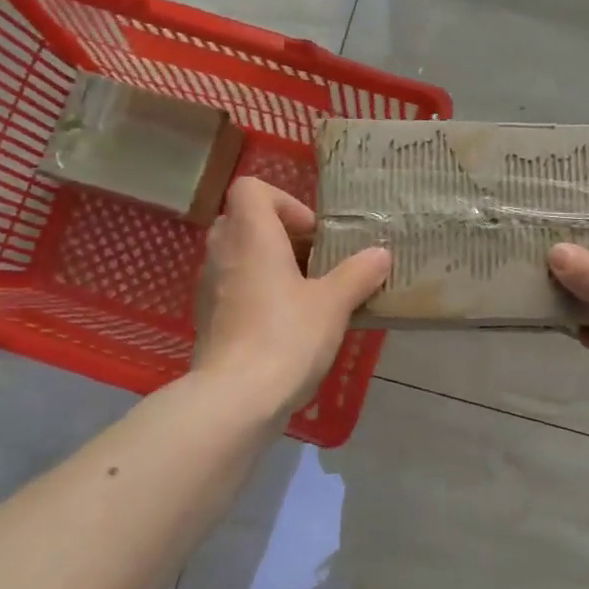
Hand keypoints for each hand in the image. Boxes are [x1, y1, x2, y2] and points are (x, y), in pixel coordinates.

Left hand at [193, 177, 391, 420]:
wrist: (235, 399)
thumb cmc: (286, 336)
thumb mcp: (333, 304)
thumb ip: (358, 274)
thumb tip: (380, 254)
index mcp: (251, 236)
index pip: (250, 188)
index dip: (283, 201)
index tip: (311, 232)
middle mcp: (222, 253)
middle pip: (243, 220)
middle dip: (279, 234)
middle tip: (313, 260)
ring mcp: (209, 287)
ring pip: (237, 256)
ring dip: (268, 264)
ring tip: (304, 293)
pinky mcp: (208, 319)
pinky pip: (232, 287)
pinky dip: (255, 292)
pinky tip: (284, 323)